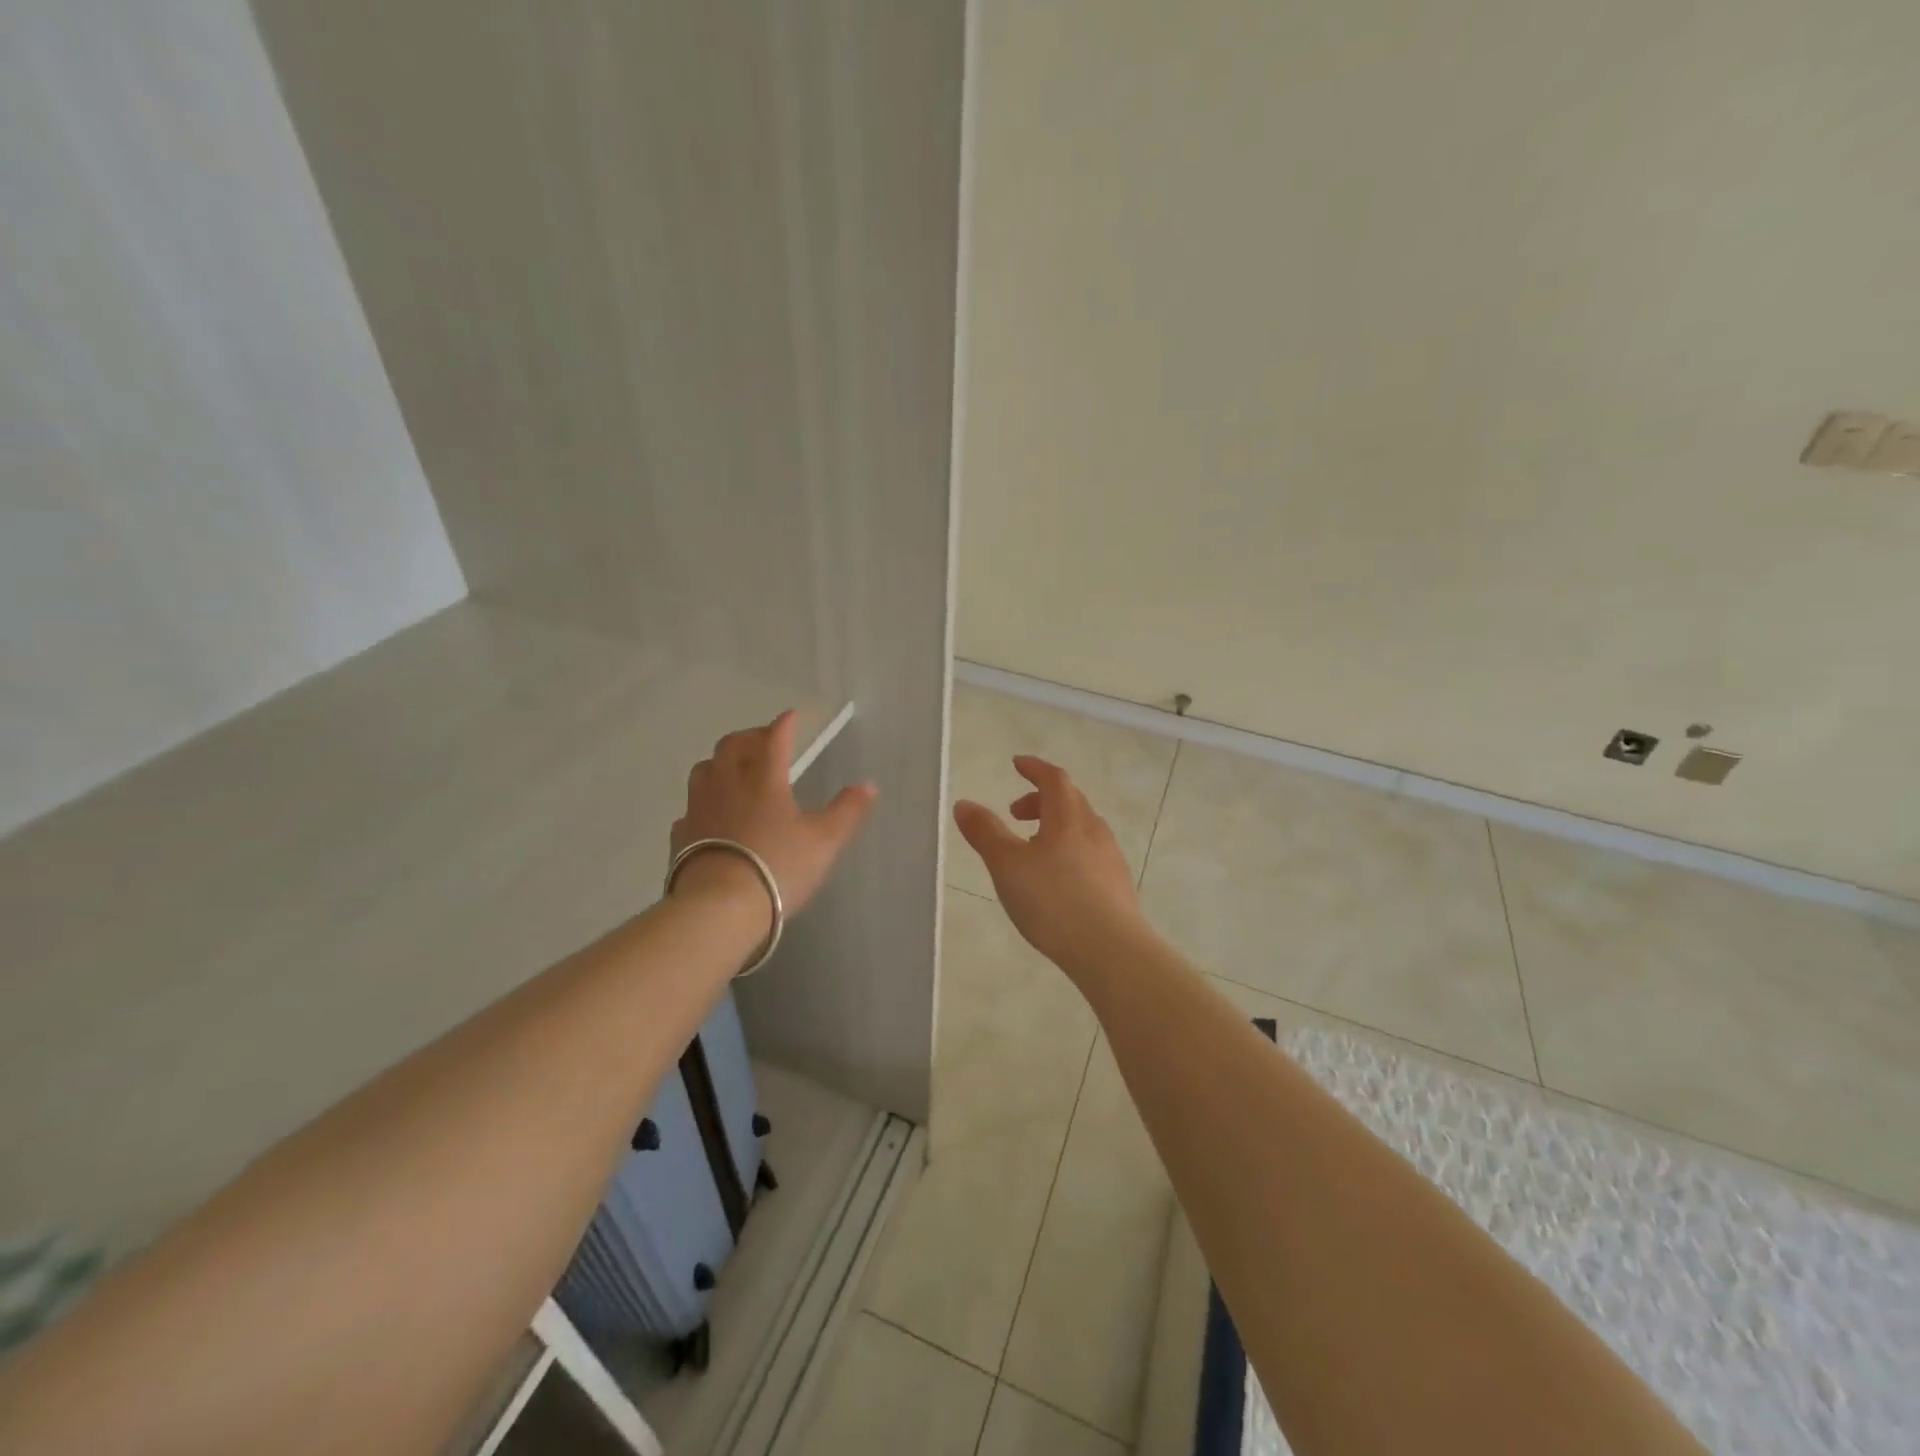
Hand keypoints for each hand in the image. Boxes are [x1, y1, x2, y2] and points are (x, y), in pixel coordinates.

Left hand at [672, 711, 876, 913]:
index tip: (792, 716)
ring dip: (721, 761)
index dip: (785, 725)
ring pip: (705, 769)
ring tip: (734, 769)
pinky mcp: (681, 835)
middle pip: (732, 746)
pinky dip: (704, 800)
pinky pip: (691, 806)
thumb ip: (847, 811)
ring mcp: (699, 808)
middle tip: (764, 741)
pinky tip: (711, 814)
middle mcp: (728, 784)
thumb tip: (869, 785)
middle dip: (750, 737)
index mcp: (764, 779)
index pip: (774, 739)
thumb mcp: (825, 841)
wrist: (719, 907)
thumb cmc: (778, 867)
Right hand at [953, 756, 1147, 970]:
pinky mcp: (1117, 884)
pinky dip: (1068, 850)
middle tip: (1015, 813)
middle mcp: (1094, 829)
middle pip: (1069, 800)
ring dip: (1055, 826)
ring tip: (1031, 849)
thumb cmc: (1053, 901)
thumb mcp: (1007, 866)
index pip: (1053, 778)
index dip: (1034, 768)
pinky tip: (1056, 880)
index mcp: (1068, 817)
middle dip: (1041, 799)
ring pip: (1081, 828)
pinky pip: (1089, 853)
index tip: (1017, 764)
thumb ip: (985, 832)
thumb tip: (964, 803)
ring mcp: (1110, 857)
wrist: (1111, 950)